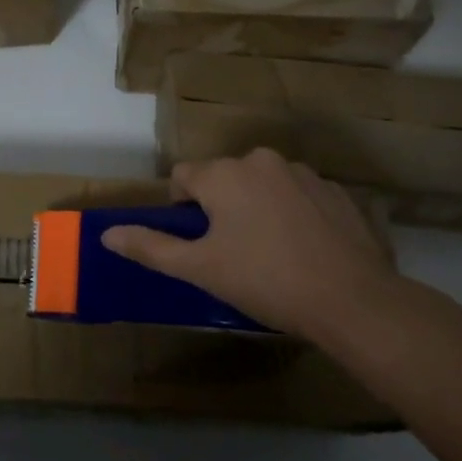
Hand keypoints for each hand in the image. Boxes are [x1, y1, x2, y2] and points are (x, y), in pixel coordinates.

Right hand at [102, 148, 399, 343]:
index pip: (183, 176)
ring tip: (272, 253)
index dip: (182, 208)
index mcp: (224, 173)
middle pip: (224, 178)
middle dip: (221, 207)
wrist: (354, 300)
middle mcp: (260, 160)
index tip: (198, 243)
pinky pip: (299, 195)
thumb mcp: (200, 269)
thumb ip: (151, 247)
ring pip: (262, 184)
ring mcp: (303, 172)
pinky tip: (305, 250)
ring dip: (257, 207)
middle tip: (233, 252)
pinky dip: (293, 213)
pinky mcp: (336, 191)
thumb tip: (107, 234)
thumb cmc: (266, 281)